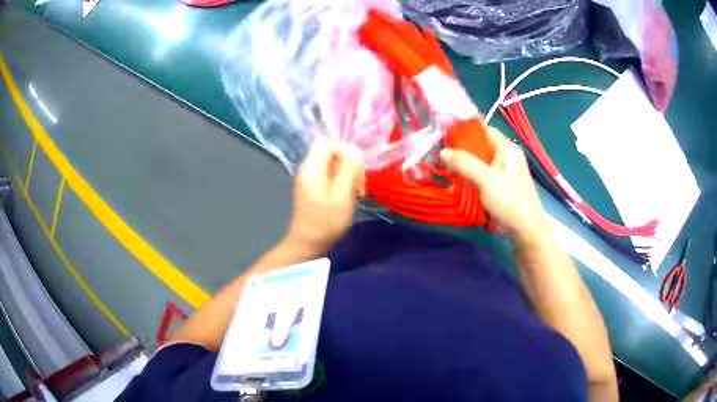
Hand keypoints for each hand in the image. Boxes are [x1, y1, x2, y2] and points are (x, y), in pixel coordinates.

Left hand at [286, 138, 364, 255]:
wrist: (308, 244)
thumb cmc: (326, 221)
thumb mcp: (342, 194)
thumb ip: (348, 168)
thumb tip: (355, 150)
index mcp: (311, 167)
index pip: (328, 142)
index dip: (346, 150)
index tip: (357, 169)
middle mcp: (309, 169)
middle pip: (332, 152)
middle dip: (350, 164)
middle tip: (359, 185)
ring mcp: (311, 179)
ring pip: (335, 165)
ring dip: (349, 175)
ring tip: (357, 192)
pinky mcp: (316, 189)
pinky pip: (332, 176)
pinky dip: (344, 183)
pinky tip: (350, 196)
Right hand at [441, 127, 546, 239]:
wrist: (525, 230)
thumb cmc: (509, 201)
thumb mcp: (486, 180)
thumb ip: (465, 163)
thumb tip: (444, 151)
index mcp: (506, 149)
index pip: (483, 130)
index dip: (465, 132)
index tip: (445, 138)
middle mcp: (506, 156)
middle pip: (479, 147)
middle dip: (461, 153)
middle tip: (443, 159)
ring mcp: (503, 172)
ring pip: (479, 163)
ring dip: (464, 168)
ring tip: (448, 174)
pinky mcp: (500, 186)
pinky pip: (482, 176)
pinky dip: (470, 180)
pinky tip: (459, 187)